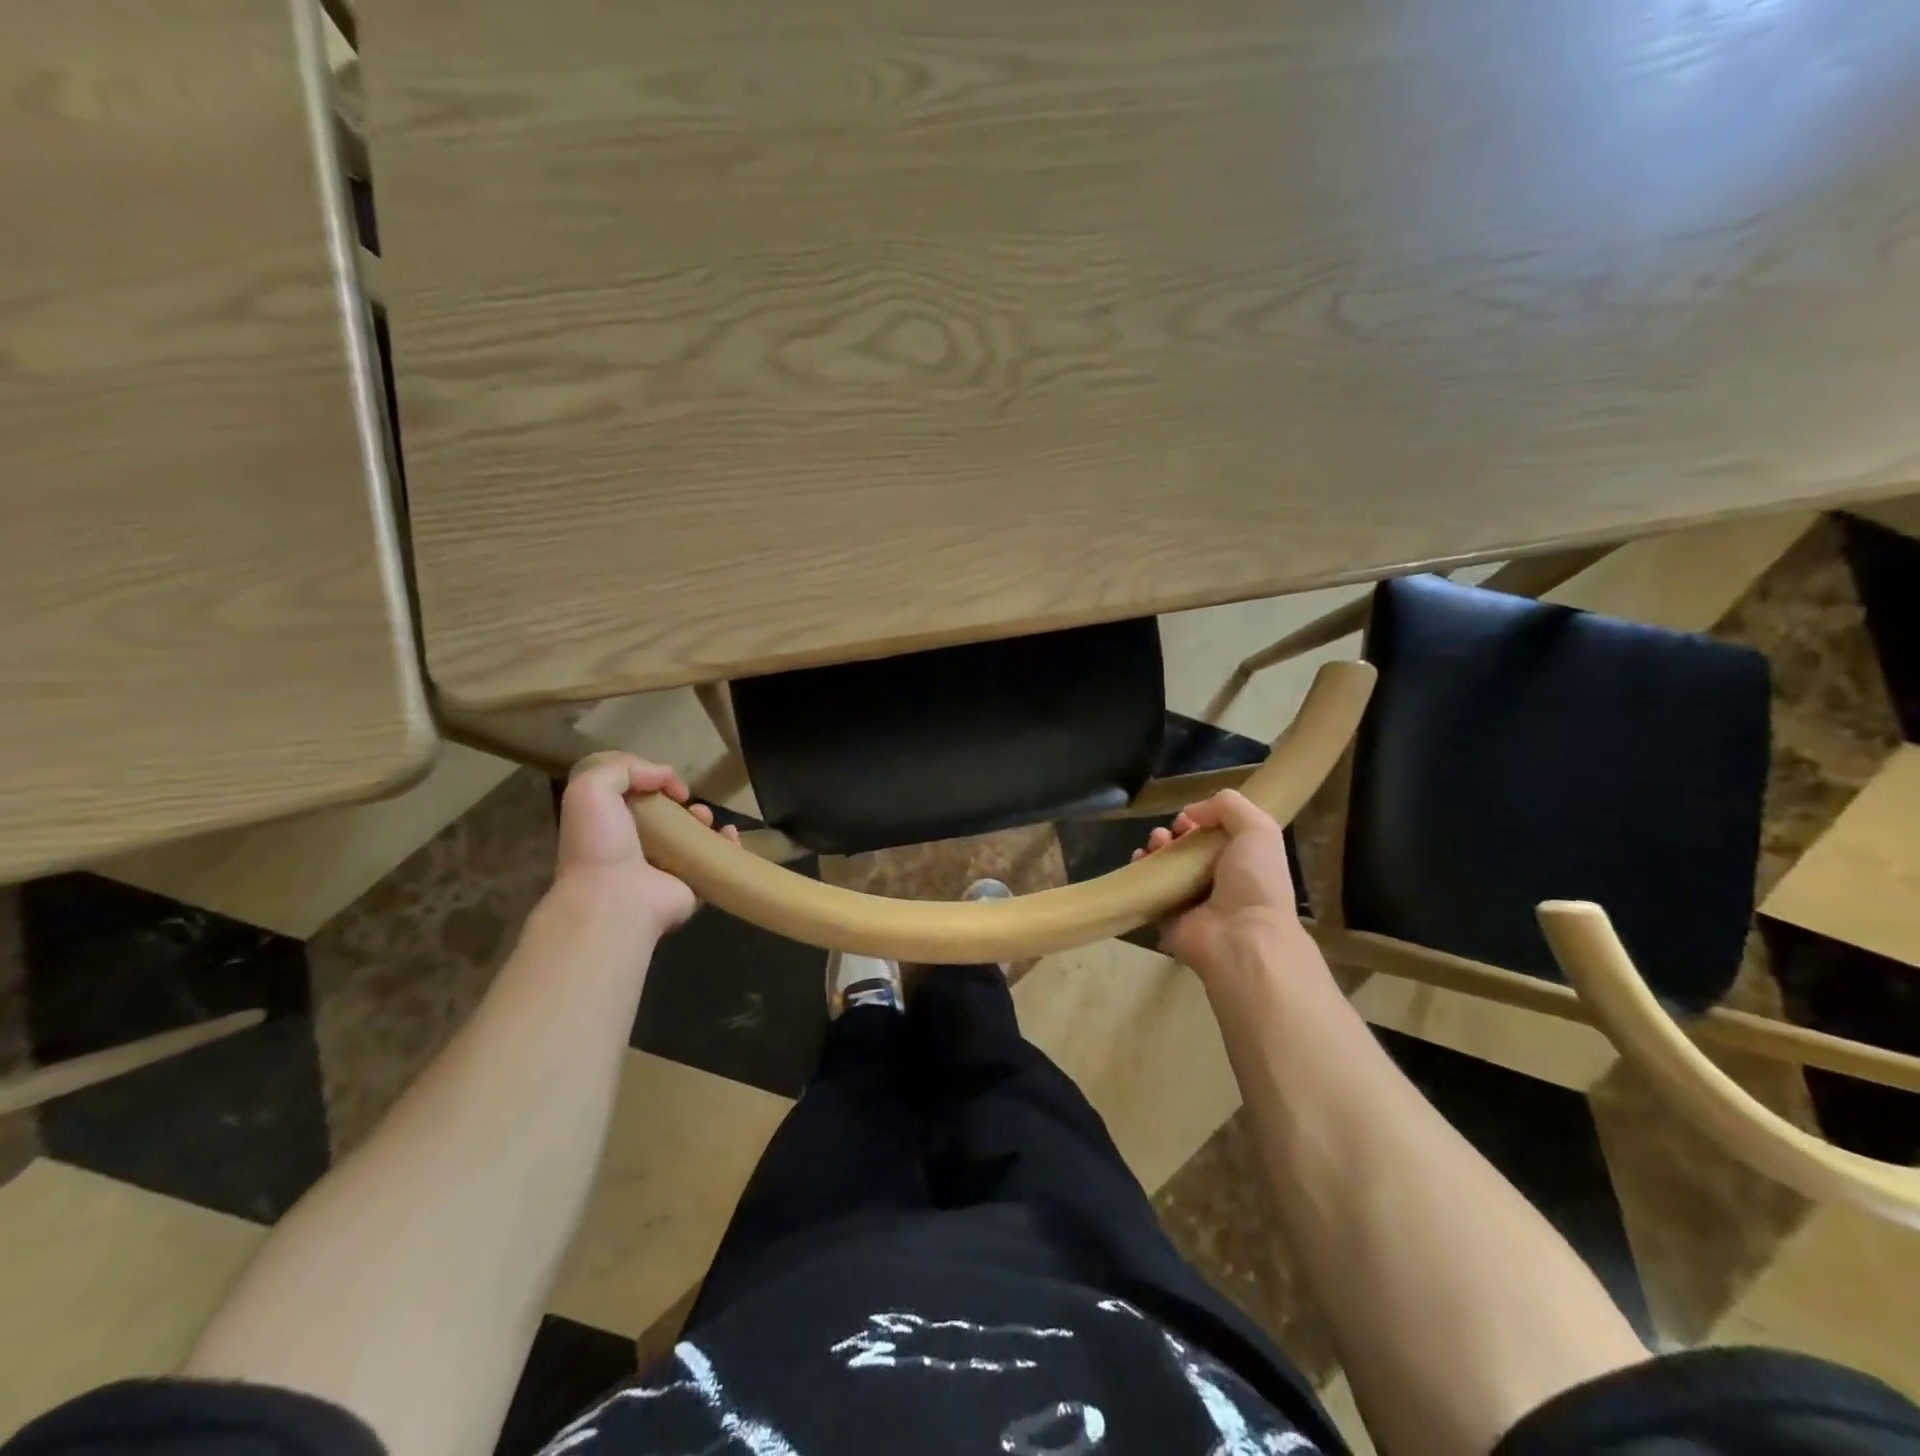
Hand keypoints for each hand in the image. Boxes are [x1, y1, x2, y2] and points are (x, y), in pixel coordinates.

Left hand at [555, 752, 738, 935]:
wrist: (616, 899)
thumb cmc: (600, 843)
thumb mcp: (592, 789)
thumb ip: (624, 769)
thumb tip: (665, 774)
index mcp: (607, 826)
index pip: (631, 797)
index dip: (649, 780)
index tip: (662, 779)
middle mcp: (633, 847)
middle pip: (664, 816)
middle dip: (679, 802)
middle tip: (685, 799)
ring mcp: (664, 869)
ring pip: (691, 837)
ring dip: (703, 820)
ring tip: (704, 817)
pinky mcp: (690, 886)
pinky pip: (714, 861)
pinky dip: (728, 845)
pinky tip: (729, 834)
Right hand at [1131, 789, 1306, 976]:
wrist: (1241, 937)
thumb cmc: (1255, 881)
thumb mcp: (1258, 830)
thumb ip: (1229, 806)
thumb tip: (1191, 811)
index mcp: (1241, 861)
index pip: (1214, 835)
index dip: (1200, 820)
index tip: (1189, 818)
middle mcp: (1216, 880)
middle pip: (1186, 848)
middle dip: (1174, 833)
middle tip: (1171, 833)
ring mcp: (1190, 899)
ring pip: (1165, 865)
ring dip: (1156, 847)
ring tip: (1156, 844)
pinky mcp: (1166, 916)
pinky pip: (1148, 888)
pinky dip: (1139, 871)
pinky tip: (1140, 859)